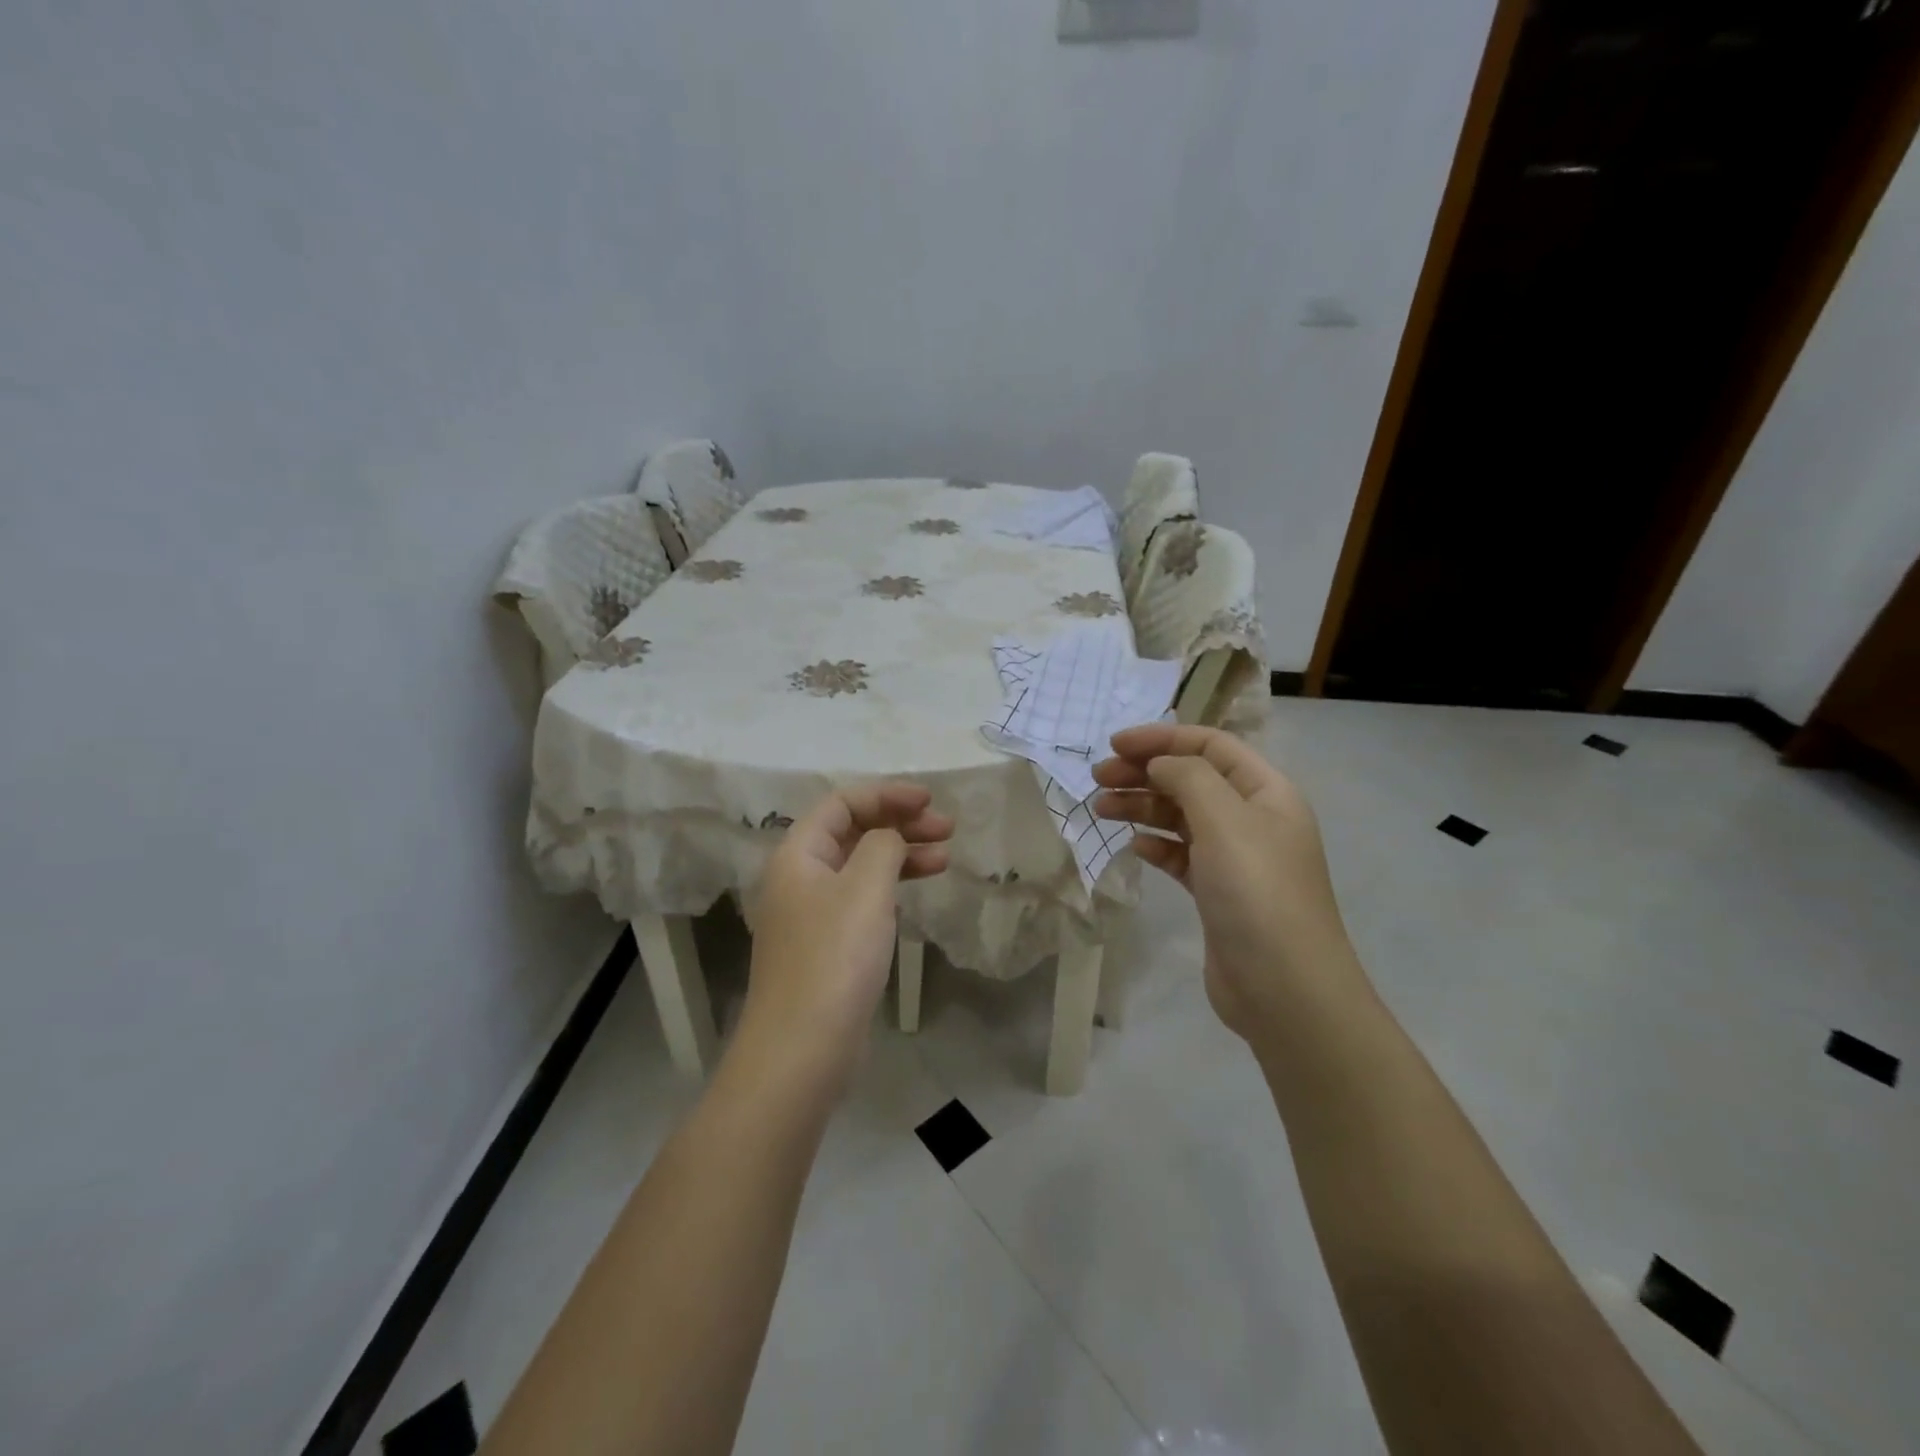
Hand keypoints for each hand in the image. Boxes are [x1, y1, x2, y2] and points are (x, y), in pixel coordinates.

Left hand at [739, 783, 952, 1083]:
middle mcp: (800, 876)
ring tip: (945, 857)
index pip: (842, 803)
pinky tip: (916, 892)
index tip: (929, 801)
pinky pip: (861, 898)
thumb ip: (883, 846)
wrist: (802, 1049)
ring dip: (901, 855)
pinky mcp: (827, 944)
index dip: (886, 795)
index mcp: (798, 854)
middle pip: (852, 832)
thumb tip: (890, 837)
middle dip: (899, 823)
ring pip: (860, 866)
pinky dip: (890, 888)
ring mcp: (812, 913)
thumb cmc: (834, 958)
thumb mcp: (865, 889)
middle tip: (947, 829)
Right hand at [1093, 724, 1359, 1041]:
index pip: (1210, 746)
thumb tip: (1159, 763)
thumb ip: (1188, 777)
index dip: (1162, 739)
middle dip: (1144, 772)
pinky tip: (1135, 847)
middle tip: (1097, 778)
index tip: (1115, 745)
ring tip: (1101, 809)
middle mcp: (1253, 818)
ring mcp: (1236, 857)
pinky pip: (1181, 855)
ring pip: (1182, 816)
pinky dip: (1157, 845)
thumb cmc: (1256, 891)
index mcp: (1266, 791)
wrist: (1284, 988)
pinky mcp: (1218, 892)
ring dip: (1142, 806)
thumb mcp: (1224, 819)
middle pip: (1192, 779)